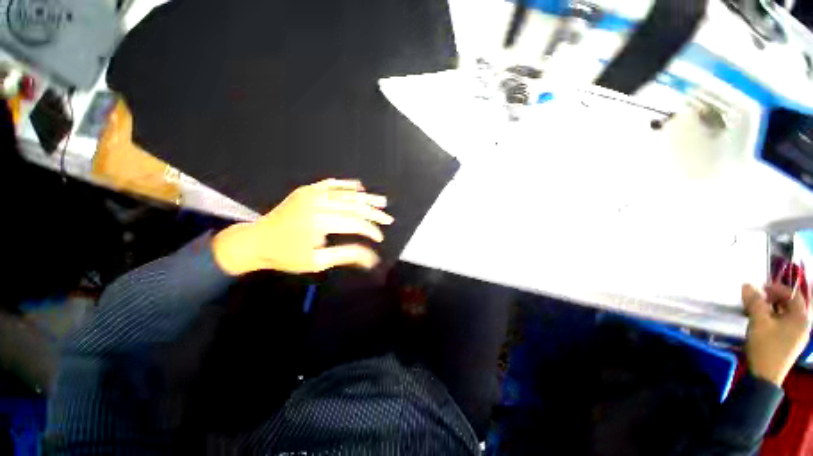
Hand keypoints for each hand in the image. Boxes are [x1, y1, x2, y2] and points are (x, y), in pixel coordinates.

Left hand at [212, 179, 393, 274]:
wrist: (256, 240)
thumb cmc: (286, 255)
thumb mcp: (316, 262)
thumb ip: (346, 255)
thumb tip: (371, 258)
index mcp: (318, 222)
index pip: (354, 223)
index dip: (371, 230)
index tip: (380, 238)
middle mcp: (316, 203)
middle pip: (353, 206)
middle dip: (374, 213)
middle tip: (388, 219)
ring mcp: (311, 193)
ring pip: (346, 193)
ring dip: (366, 198)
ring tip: (382, 201)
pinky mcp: (306, 190)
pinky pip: (331, 184)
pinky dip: (347, 185)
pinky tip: (359, 187)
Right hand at [742, 283, 810, 385]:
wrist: (765, 375)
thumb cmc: (765, 346)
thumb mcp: (758, 321)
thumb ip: (754, 302)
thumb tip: (748, 285)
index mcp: (801, 318)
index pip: (793, 295)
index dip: (778, 288)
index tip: (761, 288)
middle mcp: (803, 325)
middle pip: (790, 305)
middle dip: (773, 299)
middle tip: (757, 298)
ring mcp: (797, 336)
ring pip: (785, 316)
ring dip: (771, 309)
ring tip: (755, 310)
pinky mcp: (789, 343)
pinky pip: (783, 325)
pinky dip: (772, 319)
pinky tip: (761, 323)